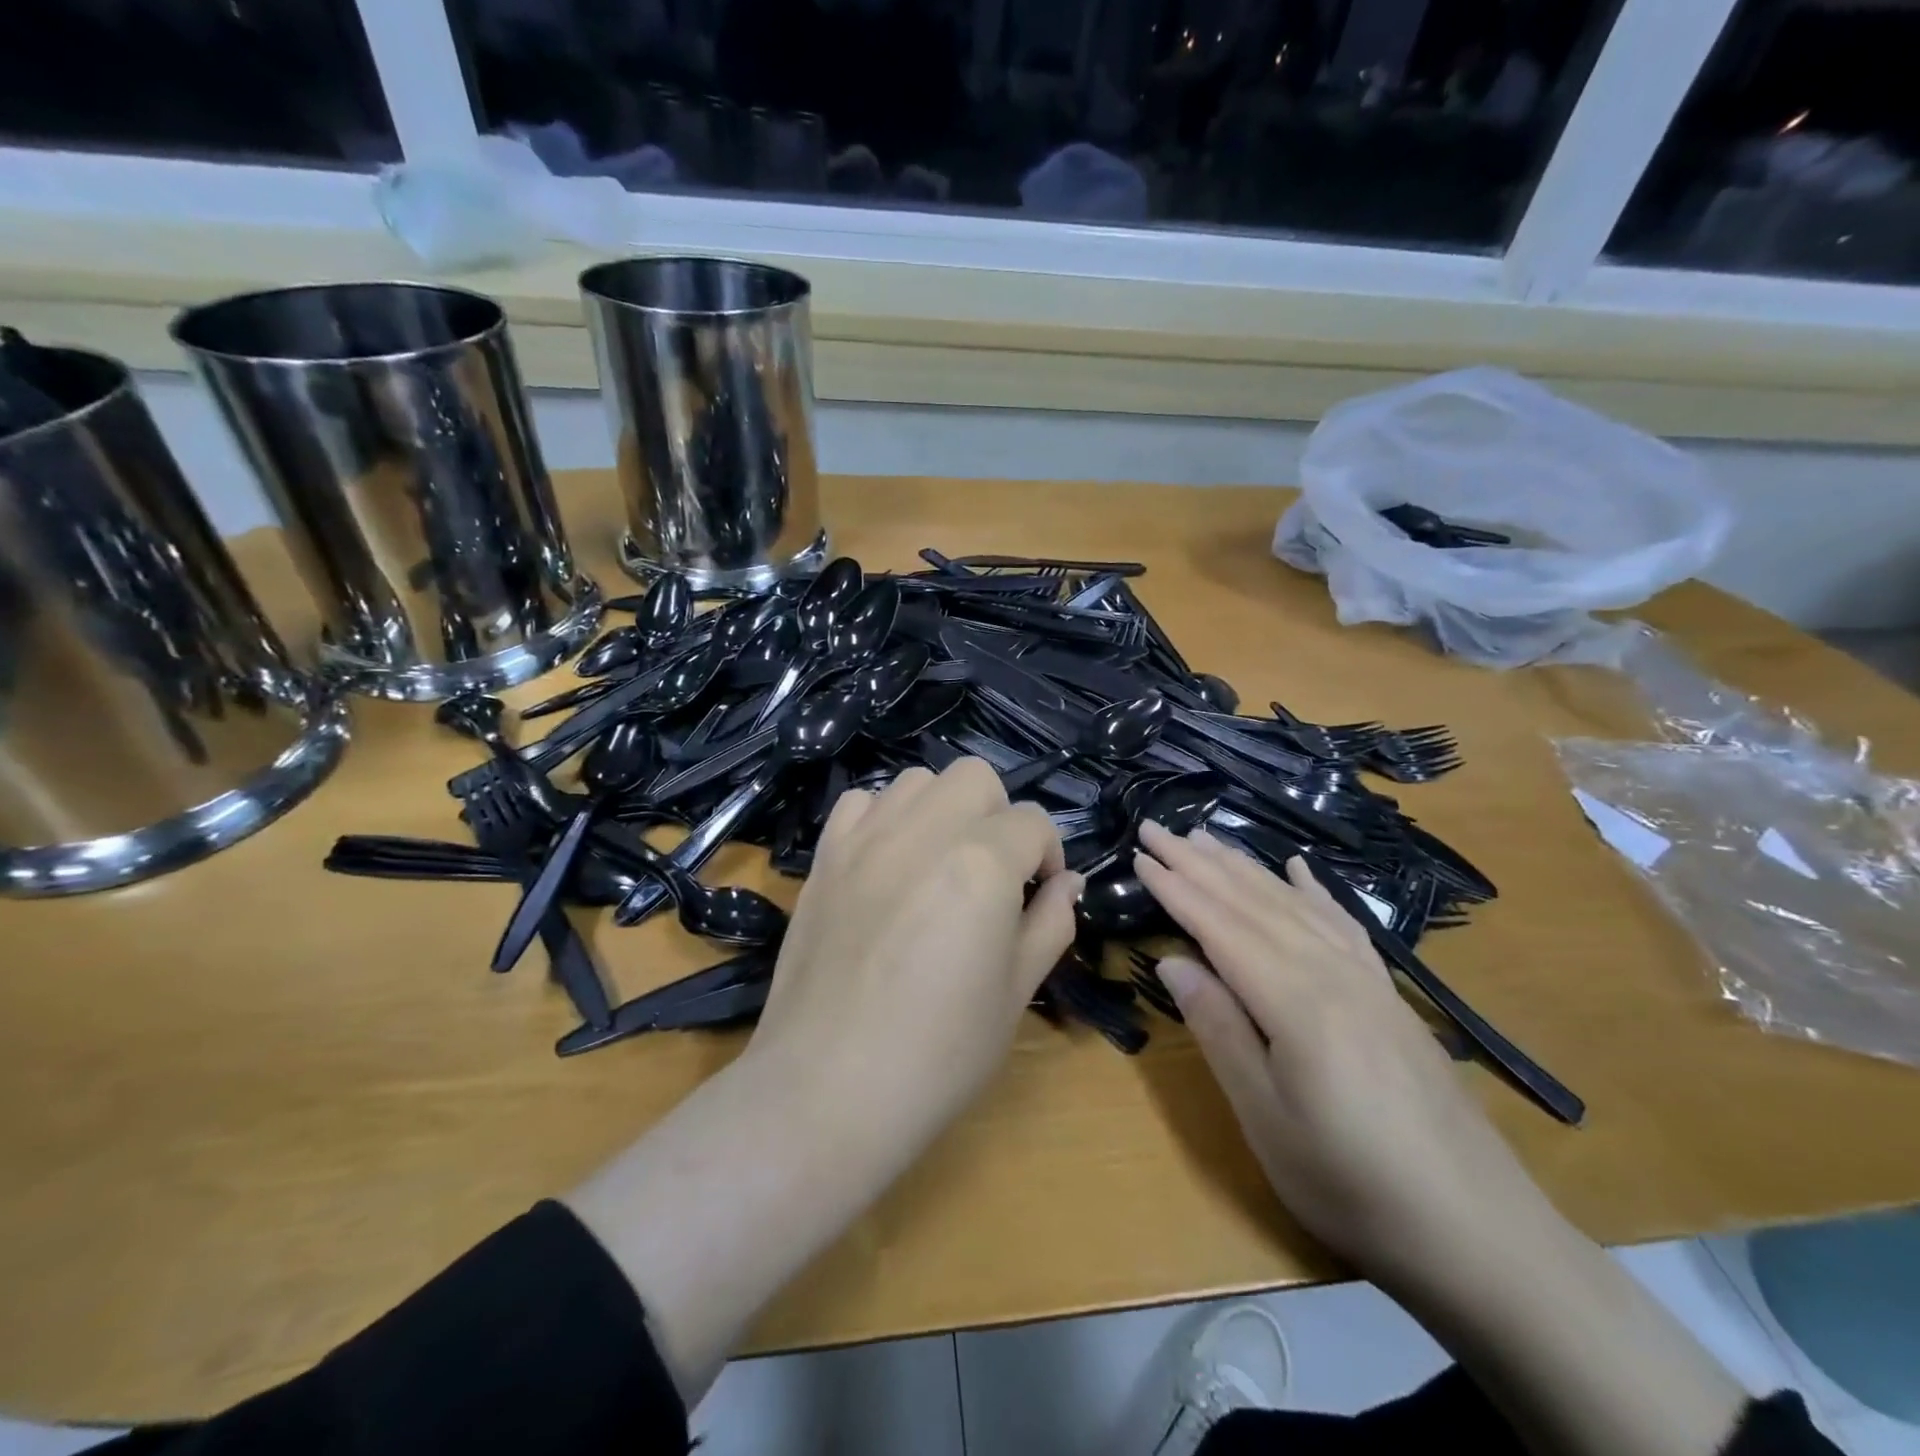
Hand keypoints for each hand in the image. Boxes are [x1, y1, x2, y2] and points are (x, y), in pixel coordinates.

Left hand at [746, 757, 1081, 1169]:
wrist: (828, 1088)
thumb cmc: (939, 1053)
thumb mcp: (1016, 991)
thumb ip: (1050, 923)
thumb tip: (1066, 883)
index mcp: (982, 862)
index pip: (1033, 823)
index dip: (1048, 855)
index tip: (1039, 895)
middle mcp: (923, 831)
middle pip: (976, 779)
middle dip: (998, 816)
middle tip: (994, 873)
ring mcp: (866, 838)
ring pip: (918, 781)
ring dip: (943, 810)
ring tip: (940, 863)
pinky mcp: (825, 857)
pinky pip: (861, 803)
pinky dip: (885, 817)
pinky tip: (889, 863)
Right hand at [1132, 821, 1555, 1286]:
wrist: (1480, 1233)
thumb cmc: (1352, 1183)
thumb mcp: (1266, 1118)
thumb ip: (1219, 1030)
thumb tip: (1173, 960)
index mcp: (1295, 1000)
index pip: (1220, 925)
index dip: (1176, 887)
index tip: (1139, 854)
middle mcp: (1330, 971)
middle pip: (1252, 901)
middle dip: (1199, 862)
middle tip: (1157, 827)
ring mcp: (1366, 978)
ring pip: (1293, 903)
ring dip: (1244, 866)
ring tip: (1207, 837)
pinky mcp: (1388, 994)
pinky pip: (1341, 924)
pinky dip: (1313, 890)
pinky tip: (1298, 868)